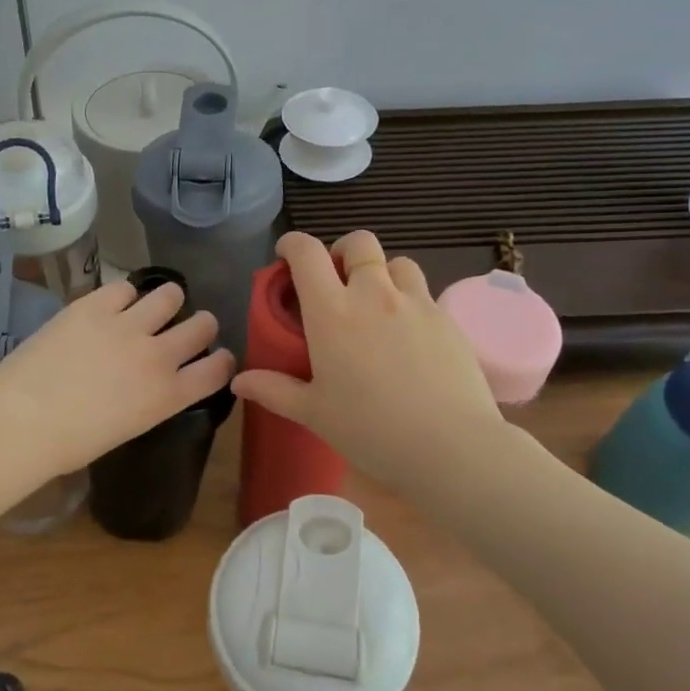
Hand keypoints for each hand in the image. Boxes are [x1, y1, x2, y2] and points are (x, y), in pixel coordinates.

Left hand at [0, 279, 235, 477]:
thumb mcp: (127, 427)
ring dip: (167, 300)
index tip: (217, 356)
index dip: (222, 360)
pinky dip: (122, 296)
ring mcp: (128, 326)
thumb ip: (149, 399)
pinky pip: (124, 287)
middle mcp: (158, 356)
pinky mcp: (95, 305)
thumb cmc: (69, 444)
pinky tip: (111, 306)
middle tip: (186, 327)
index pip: (218, 370)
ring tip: (152, 307)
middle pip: (203, 325)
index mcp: (168, 396)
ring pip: (170, 294)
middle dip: (200, 324)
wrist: (23, 420)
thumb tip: (147, 383)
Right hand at [231, 231, 505, 486]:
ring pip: (396, 262)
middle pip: (359, 243)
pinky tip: (408, 335)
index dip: (292, 244)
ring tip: (376, 303)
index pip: (307, 253)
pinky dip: (409, 300)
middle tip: (336, 278)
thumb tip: (238, 381)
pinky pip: (424, 293)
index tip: (286, 255)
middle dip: (342, 250)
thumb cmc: (371, 430)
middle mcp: (373, 295)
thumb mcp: (314, 413)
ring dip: (380, 272)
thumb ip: (274, 390)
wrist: (451, 447)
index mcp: (332, 312)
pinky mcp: (447, 319)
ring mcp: (415, 303)